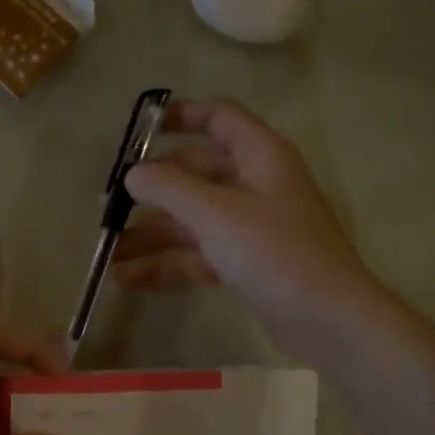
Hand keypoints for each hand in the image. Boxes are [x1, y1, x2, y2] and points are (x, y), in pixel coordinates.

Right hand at [117, 98, 371, 357]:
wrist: (326, 319)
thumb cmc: (275, 253)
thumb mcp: (217, 215)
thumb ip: (170, 189)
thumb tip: (132, 173)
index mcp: (260, 156)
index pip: (219, 118)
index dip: (180, 116)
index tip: (138, 129)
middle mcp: (255, 185)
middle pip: (196, 173)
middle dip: (153, 188)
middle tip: (108, 204)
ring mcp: (251, 227)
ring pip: (192, 219)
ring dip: (152, 234)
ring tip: (109, 252)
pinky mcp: (246, 264)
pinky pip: (198, 255)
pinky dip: (168, 265)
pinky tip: (131, 281)